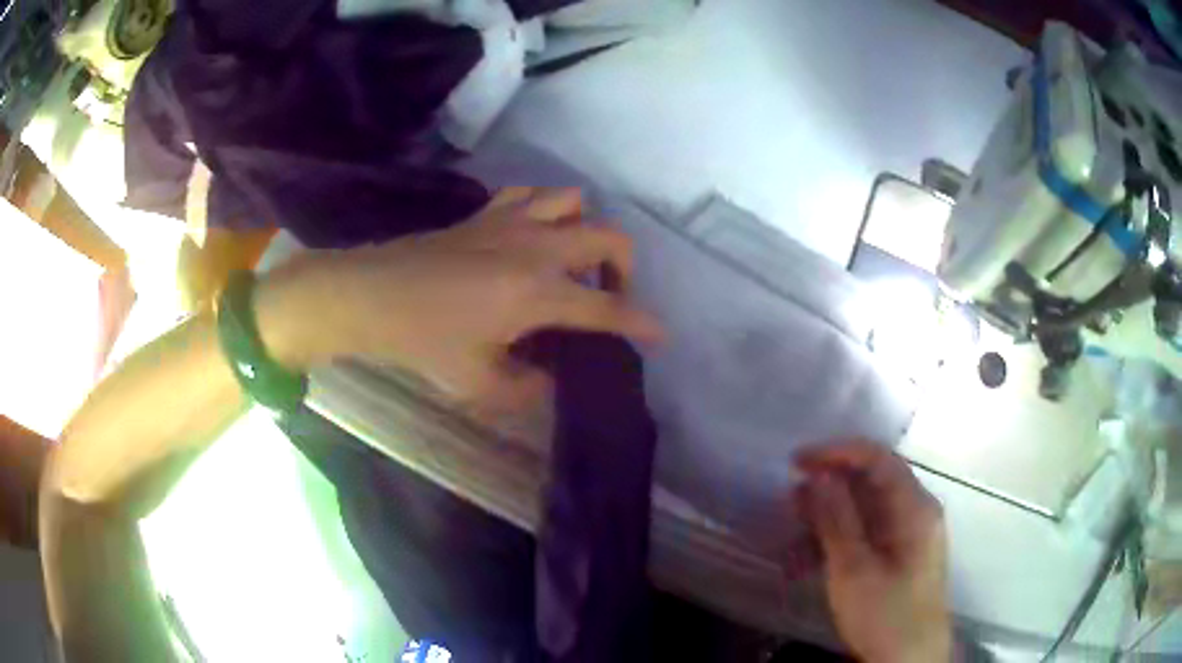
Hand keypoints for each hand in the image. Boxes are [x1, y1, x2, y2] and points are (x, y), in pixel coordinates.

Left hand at [256, 187, 662, 412]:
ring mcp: (511, 221)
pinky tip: (532, 235)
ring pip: (572, 202)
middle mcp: (536, 248)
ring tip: (572, 259)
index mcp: (537, 293)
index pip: (605, 309)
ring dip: (585, 228)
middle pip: (607, 238)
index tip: (659, 335)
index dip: (639, 324)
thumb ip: (526, 388)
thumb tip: (549, 379)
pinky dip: (544, 209)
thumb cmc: (423, 342)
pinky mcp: (487, 212)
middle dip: (624, 267)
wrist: (373, 296)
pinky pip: (530, 194)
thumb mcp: (478, 384)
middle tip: (609, 294)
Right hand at [796, 440, 950, 662]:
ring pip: (867, 509)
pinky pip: (868, 533)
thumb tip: (820, 475)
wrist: (909, 660)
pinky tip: (809, 558)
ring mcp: (910, 534)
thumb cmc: (884, 614)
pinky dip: (839, 539)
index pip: (877, 458)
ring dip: (829, 517)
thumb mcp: (854, 569)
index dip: (836, 452)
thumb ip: (837, 519)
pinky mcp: (901, 555)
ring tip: (794, 532)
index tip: (797, 462)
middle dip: (829, 487)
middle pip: (872, 482)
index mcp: (914, 507)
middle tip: (790, 500)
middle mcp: (917, 511)